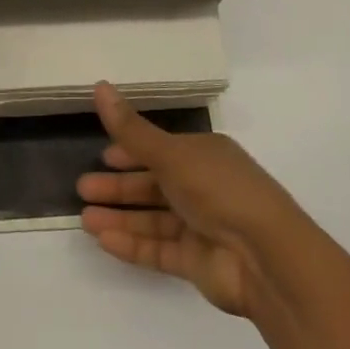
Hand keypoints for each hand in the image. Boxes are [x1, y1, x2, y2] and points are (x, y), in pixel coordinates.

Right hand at [78, 83, 307, 317]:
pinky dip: (132, 244)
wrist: (266, 258)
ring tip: (84, 219)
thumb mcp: (171, 154)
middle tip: (83, 188)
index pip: (161, 150)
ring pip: (152, 219)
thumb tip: (99, 85)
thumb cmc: (220, 190)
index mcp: (204, 155)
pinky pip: (158, 249)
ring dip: (120, 217)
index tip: (102, 157)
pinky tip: (103, 241)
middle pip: (153, 185)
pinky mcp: (197, 263)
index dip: (131, 152)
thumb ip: (131, 130)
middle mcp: (203, 188)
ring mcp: (201, 227)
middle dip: (118, 186)